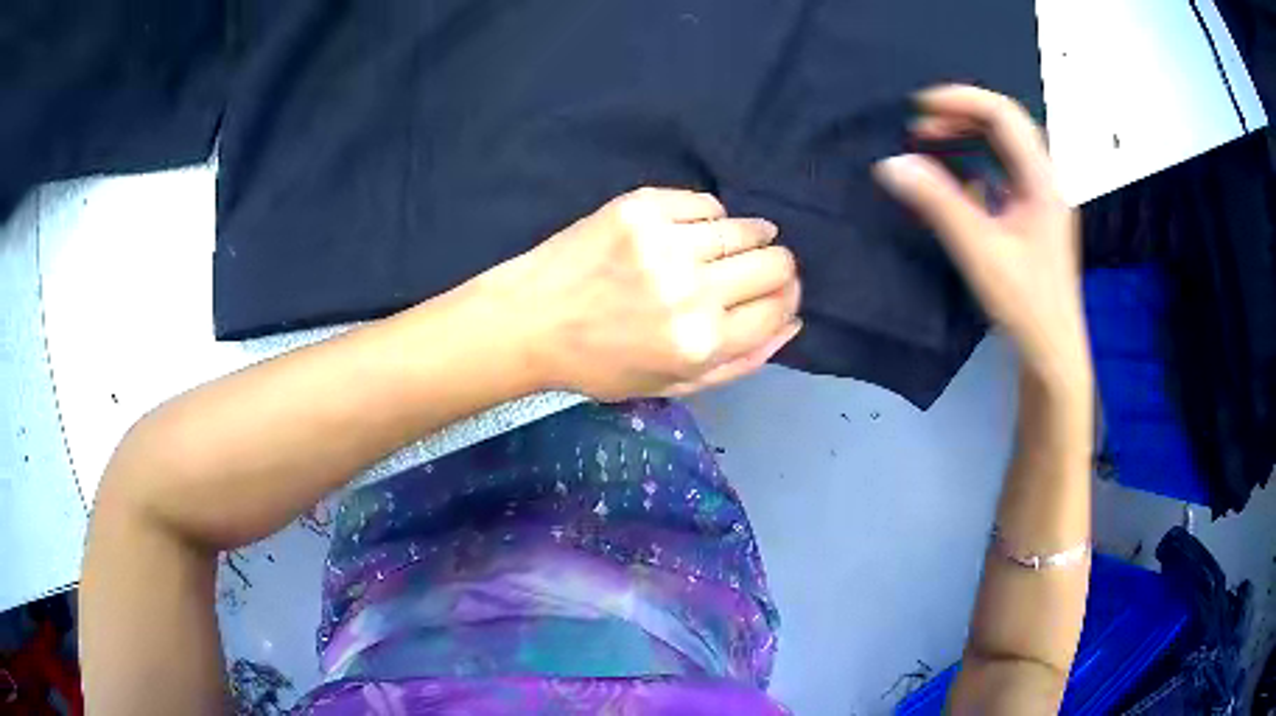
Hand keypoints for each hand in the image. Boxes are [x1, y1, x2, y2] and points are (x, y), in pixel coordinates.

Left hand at [485, 187, 801, 400]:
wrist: (530, 320)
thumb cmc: (601, 364)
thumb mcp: (674, 384)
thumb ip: (741, 361)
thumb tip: (793, 322)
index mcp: (701, 342)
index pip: (780, 307)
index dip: (788, 298)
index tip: (778, 293)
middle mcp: (691, 291)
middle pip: (775, 262)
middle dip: (777, 268)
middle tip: (754, 271)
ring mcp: (666, 242)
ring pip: (746, 227)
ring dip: (750, 237)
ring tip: (727, 248)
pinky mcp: (642, 207)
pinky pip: (706, 203)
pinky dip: (710, 217)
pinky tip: (693, 231)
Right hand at [873, 85, 1089, 389]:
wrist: (1052, 351)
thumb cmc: (1025, 303)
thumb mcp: (979, 251)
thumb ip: (937, 202)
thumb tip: (892, 164)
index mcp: (1042, 180)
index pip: (1004, 115)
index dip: (961, 100)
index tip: (919, 108)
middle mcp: (1046, 180)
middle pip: (1006, 125)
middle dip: (961, 115)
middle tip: (920, 126)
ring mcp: (1043, 198)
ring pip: (1006, 146)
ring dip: (968, 136)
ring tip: (930, 141)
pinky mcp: (1035, 216)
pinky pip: (1005, 172)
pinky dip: (976, 163)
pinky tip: (955, 180)